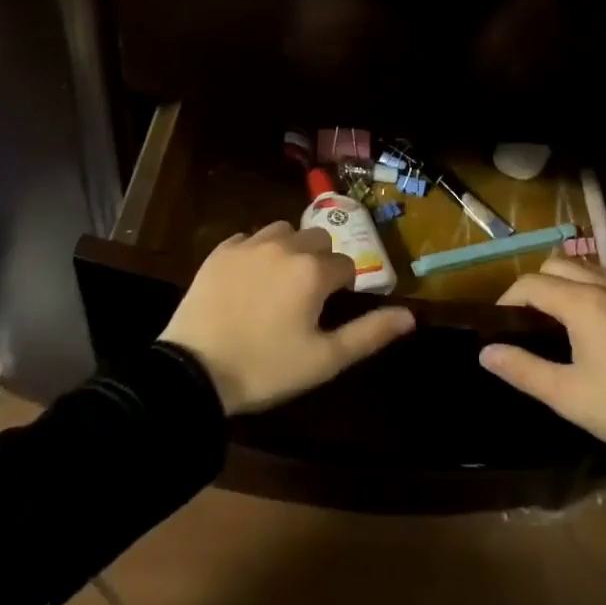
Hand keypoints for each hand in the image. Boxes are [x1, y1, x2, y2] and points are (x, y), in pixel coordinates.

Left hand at [160, 222, 415, 414]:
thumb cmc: (267, 368)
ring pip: (283, 232)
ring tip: (278, 283)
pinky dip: (256, 252)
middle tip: (306, 297)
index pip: (346, 265)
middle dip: (319, 261)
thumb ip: (370, 333)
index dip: (343, 287)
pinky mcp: (220, 251)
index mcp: (314, 270)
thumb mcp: (325, 360)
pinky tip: (248, 280)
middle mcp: (285, 245)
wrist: (195, 372)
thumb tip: (410, 316)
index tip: (330, 310)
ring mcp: (249, 244)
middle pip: (318, 239)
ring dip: (289, 250)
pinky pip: (248, 239)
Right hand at [479, 258, 605, 464]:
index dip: (509, 298)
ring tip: (564, 315)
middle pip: (559, 263)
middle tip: (531, 318)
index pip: (531, 283)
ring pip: (592, 267)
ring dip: (569, 280)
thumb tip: (484, 351)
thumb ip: (522, 369)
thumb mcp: (567, 397)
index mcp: (581, 303)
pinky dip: (601, 288)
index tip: (502, 322)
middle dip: (537, 283)